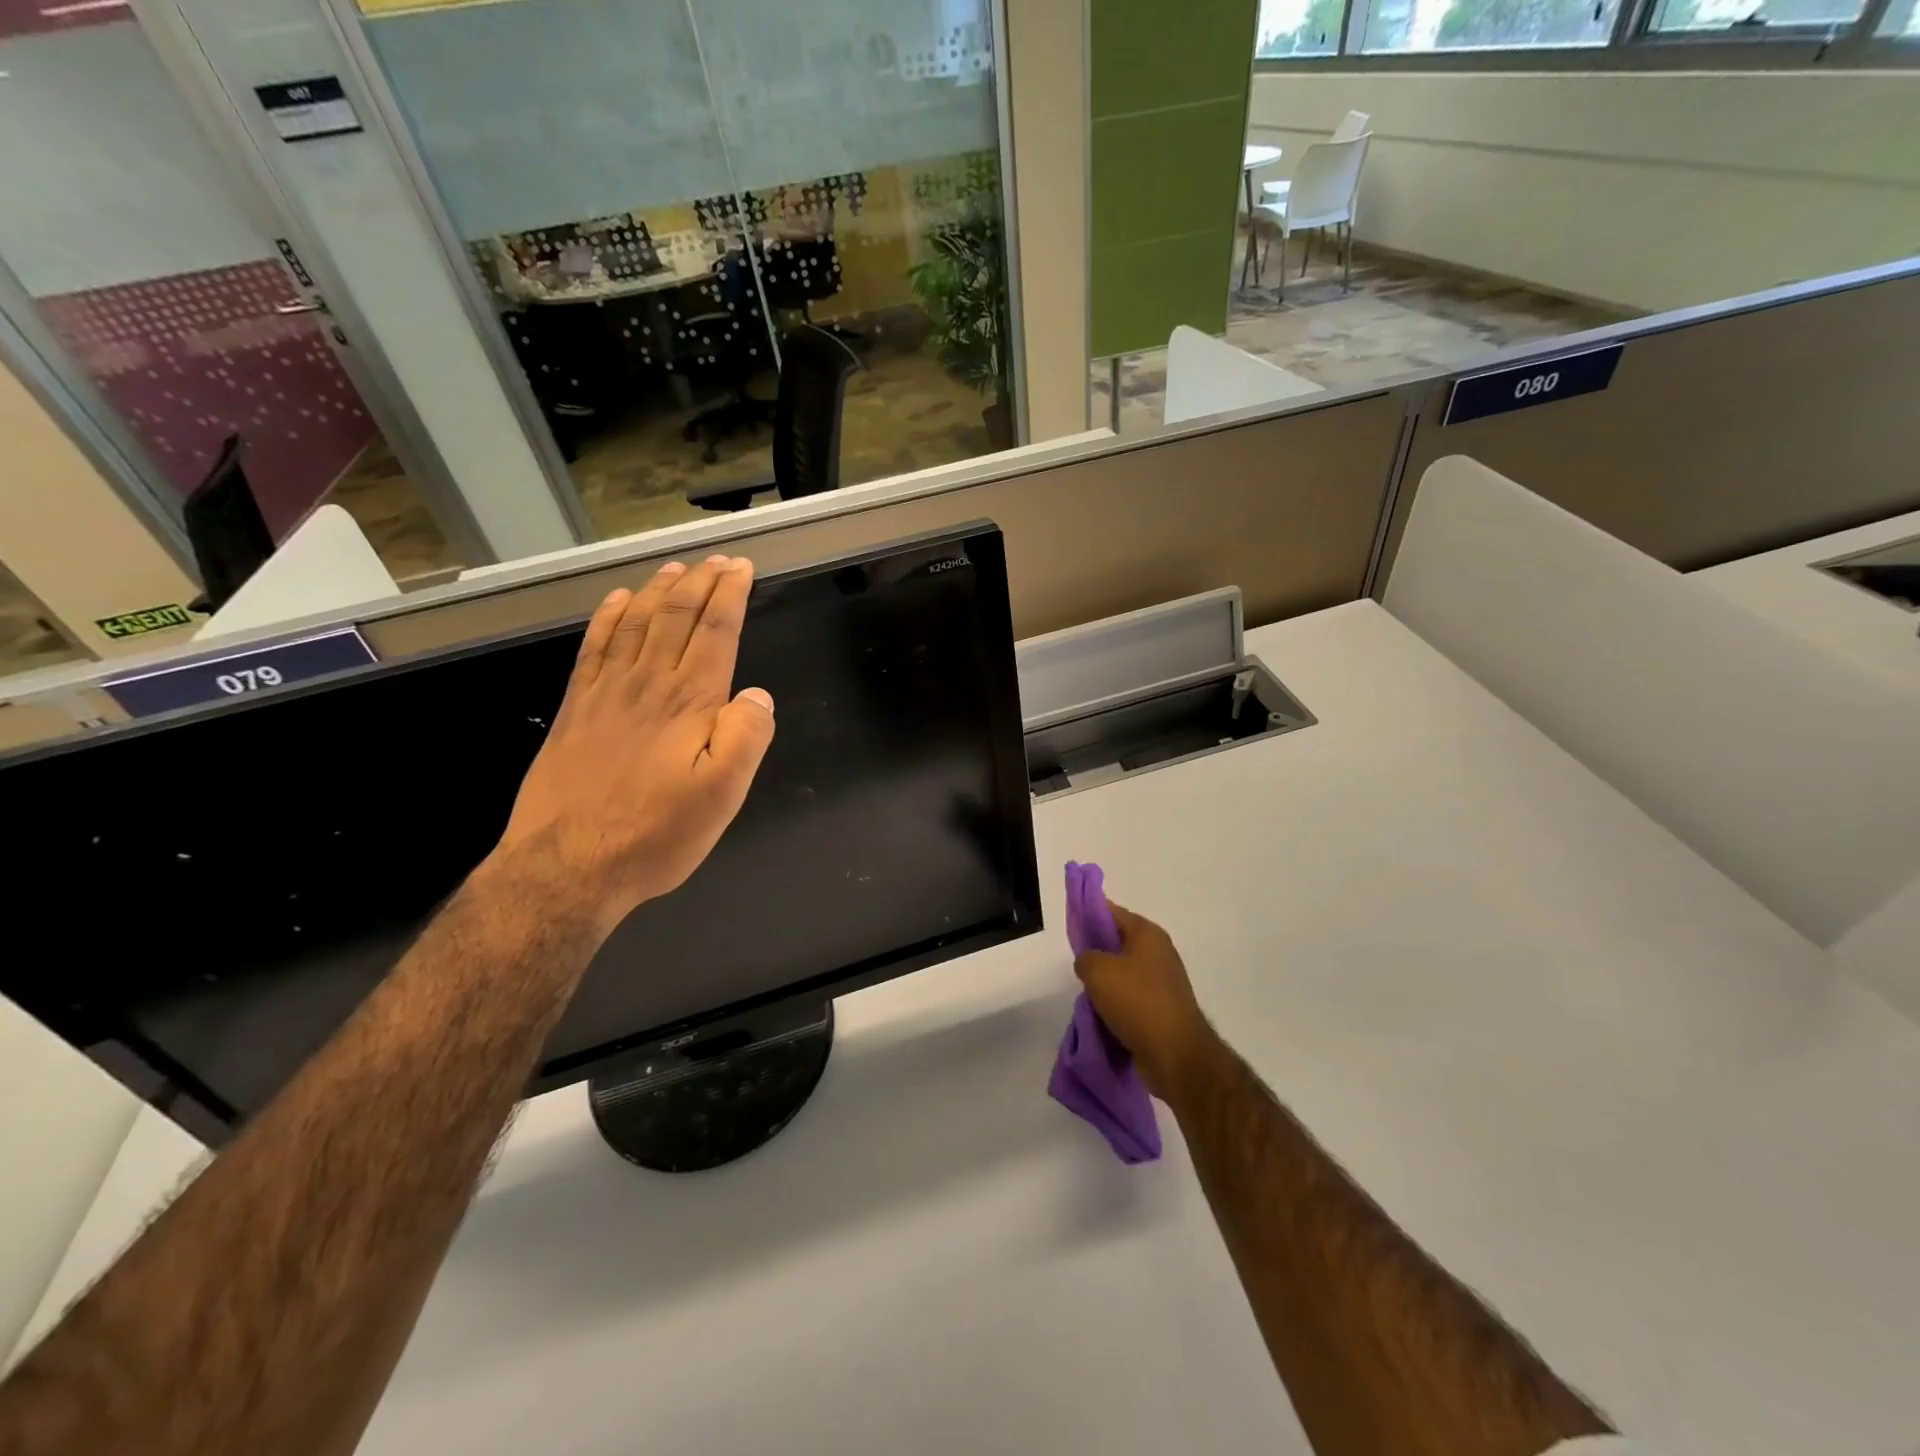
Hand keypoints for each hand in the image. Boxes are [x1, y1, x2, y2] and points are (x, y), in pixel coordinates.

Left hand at [492, 555, 775, 938]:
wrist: (568, 866)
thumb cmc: (656, 834)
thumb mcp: (723, 796)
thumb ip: (746, 738)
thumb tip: (757, 695)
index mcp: (689, 703)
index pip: (715, 633)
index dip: (730, 595)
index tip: (741, 568)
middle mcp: (647, 685)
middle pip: (675, 618)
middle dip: (700, 583)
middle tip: (717, 560)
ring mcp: (605, 694)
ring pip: (636, 625)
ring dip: (658, 592)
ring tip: (675, 569)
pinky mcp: (575, 710)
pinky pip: (594, 649)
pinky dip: (608, 619)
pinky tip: (617, 603)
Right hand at [1074, 901, 1219, 1100]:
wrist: (1175, 1054)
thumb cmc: (1137, 1001)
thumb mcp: (1097, 970)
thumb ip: (1085, 957)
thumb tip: (1088, 962)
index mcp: (1148, 934)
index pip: (1113, 912)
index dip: (1089, 913)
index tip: (1071, 923)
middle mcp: (1159, 952)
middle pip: (1119, 942)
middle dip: (1097, 952)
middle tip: (1076, 963)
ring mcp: (1163, 981)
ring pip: (1124, 973)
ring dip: (1105, 983)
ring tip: (1086, 993)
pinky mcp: (1163, 1008)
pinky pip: (1131, 998)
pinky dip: (1116, 1004)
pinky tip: (1101, 1014)